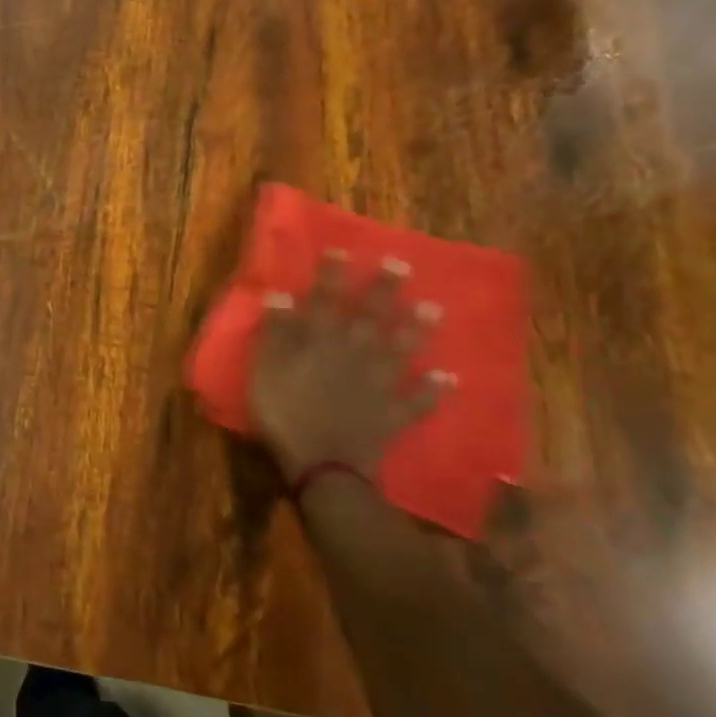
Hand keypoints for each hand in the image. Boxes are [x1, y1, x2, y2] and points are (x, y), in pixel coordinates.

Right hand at [249, 254, 450, 478]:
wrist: (321, 466)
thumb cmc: (283, 412)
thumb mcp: (265, 368)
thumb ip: (275, 331)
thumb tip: (280, 294)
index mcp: (319, 341)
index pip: (325, 299)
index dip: (332, 275)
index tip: (343, 250)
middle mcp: (353, 354)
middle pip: (370, 316)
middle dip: (384, 290)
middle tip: (402, 265)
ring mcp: (378, 384)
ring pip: (400, 350)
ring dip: (417, 330)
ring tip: (434, 308)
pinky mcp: (393, 414)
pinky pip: (418, 401)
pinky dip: (434, 390)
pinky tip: (450, 378)